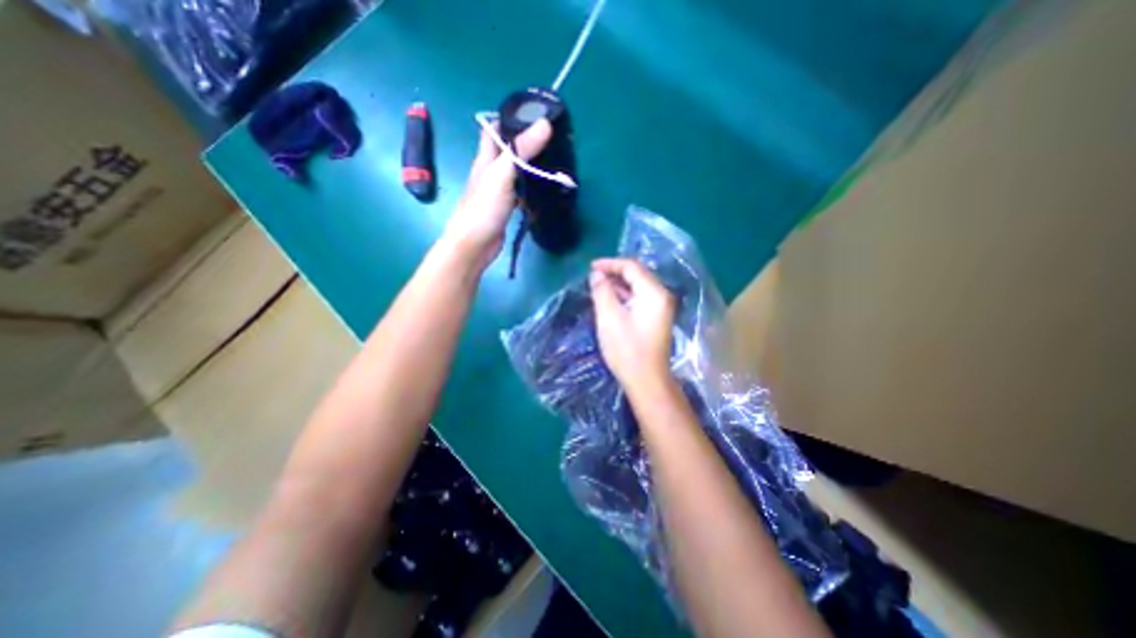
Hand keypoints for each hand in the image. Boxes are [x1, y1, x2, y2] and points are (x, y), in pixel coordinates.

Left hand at [442, 116, 552, 267]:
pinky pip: (520, 192)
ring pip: (515, 171)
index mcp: (485, 158)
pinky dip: (531, 188)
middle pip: (508, 150)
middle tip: (552, 139)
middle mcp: (490, 172)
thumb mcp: (502, 174)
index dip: (509, 118)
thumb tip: (545, 124)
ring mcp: (498, 191)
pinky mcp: (506, 207)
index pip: (493, 129)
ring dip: (531, 165)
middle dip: (526, 142)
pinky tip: (544, 189)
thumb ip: (521, 151)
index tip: (533, 114)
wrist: (475, 244)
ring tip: (554, 160)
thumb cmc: (484, 208)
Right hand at [586, 260, 672, 392]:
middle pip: (637, 275)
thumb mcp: (609, 317)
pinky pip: (640, 298)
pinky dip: (625, 296)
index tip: (590, 267)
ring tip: (598, 286)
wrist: (647, 381)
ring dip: (618, 284)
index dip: (610, 263)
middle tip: (593, 277)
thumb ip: (602, 291)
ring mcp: (661, 308)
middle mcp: (662, 296)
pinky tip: (610, 300)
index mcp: (654, 292)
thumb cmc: (627, 349)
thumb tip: (597, 275)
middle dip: (614, 272)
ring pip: (638, 287)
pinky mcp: (656, 318)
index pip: (632, 267)